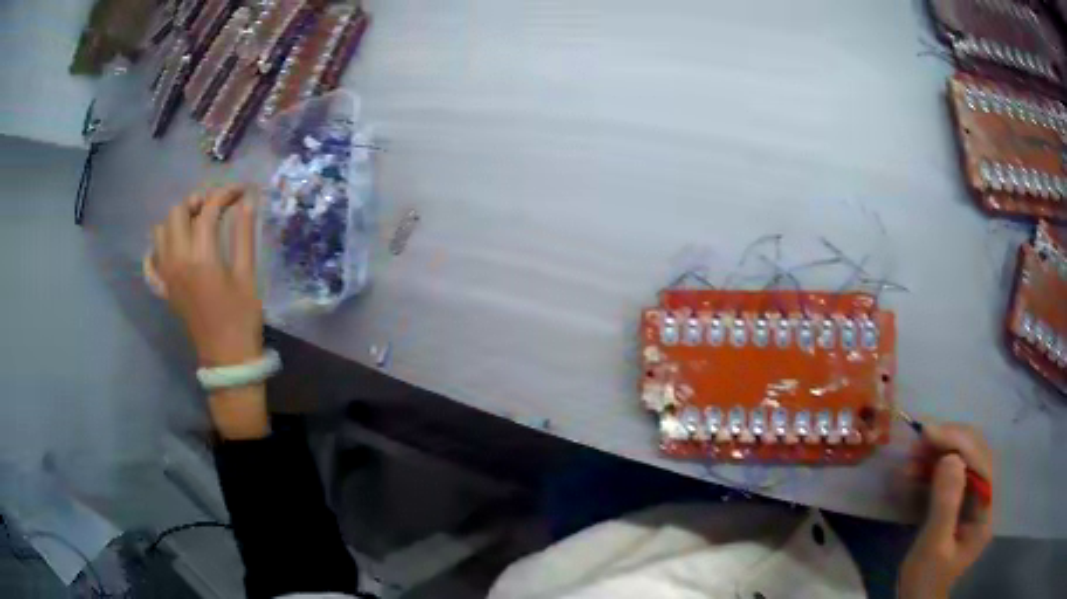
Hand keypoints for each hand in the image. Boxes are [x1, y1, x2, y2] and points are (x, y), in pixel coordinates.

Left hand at [147, 185, 261, 365]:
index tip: (241, 192)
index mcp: (201, 258)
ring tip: (197, 223)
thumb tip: (248, 200)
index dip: (226, 194)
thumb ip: (244, 235)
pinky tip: (172, 246)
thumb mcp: (247, 276)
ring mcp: (167, 275)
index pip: (208, 210)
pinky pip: (150, 261)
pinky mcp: (164, 288)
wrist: (226, 358)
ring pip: (161, 231)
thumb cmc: (241, 318)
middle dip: (198, 201)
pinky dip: (158, 248)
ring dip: (178, 219)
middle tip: (216, 206)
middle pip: (177, 212)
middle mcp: (177, 261)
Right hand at [898, 422, 994, 598]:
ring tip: (912, 457)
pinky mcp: (958, 500)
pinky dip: (933, 467)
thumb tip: (950, 458)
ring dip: (938, 453)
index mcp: (987, 511)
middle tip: (920, 440)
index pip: (982, 463)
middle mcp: (985, 497)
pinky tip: (914, 470)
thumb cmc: (924, 581)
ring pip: (963, 459)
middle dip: (949, 443)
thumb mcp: (933, 548)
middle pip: (975, 455)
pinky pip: (950, 473)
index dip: (960, 442)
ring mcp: (973, 498)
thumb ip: (945, 505)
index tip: (930, 432)